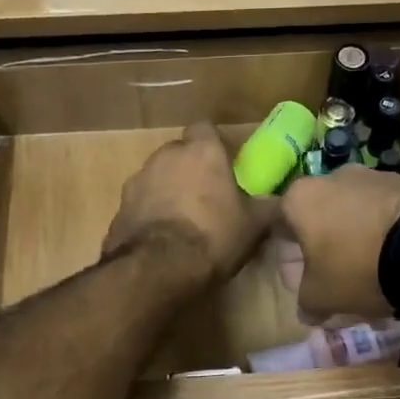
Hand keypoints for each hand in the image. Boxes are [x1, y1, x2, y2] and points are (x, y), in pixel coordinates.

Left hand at [104, 123, 276, 283]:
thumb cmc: (213, 236)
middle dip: (190, 169)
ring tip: (184, 221)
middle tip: (207, 195)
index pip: (205, 129)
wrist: (158, 269)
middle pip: (179, 153)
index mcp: (201, 151)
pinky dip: (150, 215)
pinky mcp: (119, 208)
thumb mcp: (254, 225)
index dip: (215, 145)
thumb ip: (268, 206)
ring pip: (157, 177)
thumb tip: (279, 201)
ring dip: (168, 191)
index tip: (225, 165)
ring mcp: (137, 180)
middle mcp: (165, 156)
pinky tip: (163, 239)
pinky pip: (141, 204)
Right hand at [279, 165, 399, 318]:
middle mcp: (330, 177)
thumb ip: (306, 302)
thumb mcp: (321, 296)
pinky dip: (381, 230)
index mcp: (300, 199)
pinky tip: (394, 257)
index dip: (287, 255)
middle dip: (322, 245)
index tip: (299, 278)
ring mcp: (369, 175)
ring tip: (370, 270)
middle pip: (317, 216)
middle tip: (334, 276)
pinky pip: (381, 210)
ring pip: (351, 212)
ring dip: (353, 236)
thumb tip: (306, 311)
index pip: (277, 224)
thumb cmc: (357, 268)